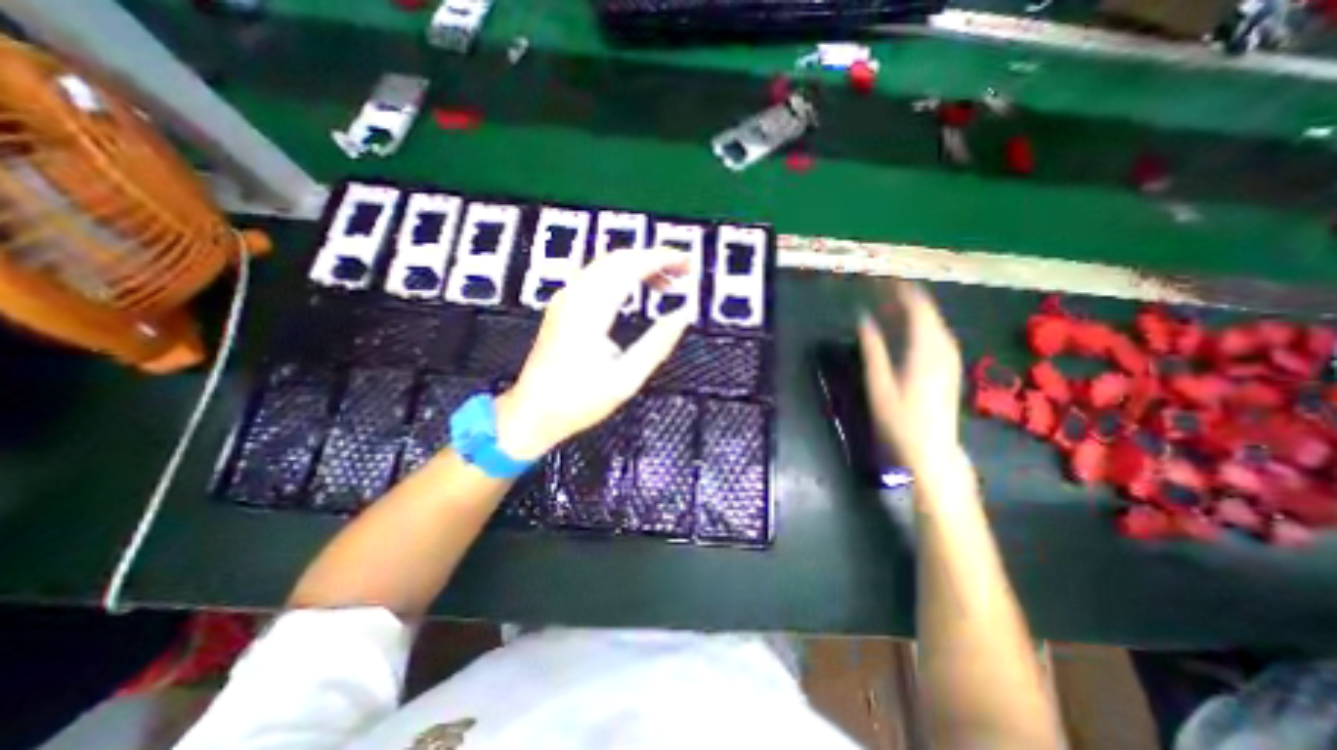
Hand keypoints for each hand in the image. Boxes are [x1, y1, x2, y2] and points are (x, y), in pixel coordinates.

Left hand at [494, 249, 693, 459]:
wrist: (533, 412)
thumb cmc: (575, 400)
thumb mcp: (626, 378)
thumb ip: (658, 344)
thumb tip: (681, 318)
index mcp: (591, 310)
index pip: (631, 266)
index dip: (663, 259)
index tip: (687, 263)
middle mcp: (575, 296)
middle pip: (619, 258)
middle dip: (654, 259)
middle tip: (682, 272)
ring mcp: (566, 299)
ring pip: (607, 264)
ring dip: (638, 266)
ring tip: (666, 283)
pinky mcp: (563, 307)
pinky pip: (596, 277)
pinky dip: (622, 276)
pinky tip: (636, 291)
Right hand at [862, 281, 967, 467]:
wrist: (932, 450)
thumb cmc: (901, 419)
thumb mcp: (879, 384)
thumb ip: (872, 348)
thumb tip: (863, 318)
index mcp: (925, 349)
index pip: (918, 308)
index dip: (901, 290)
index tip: (884, 279)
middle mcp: (943, 348)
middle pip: (928, 312)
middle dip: (906, 297)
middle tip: (882, 289)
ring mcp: (950, 358)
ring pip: (934, 323)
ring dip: (913, 310)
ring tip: (890, 304)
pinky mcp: (950, 368)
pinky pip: (937, 335)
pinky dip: (921, 325)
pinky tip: (907, 328)